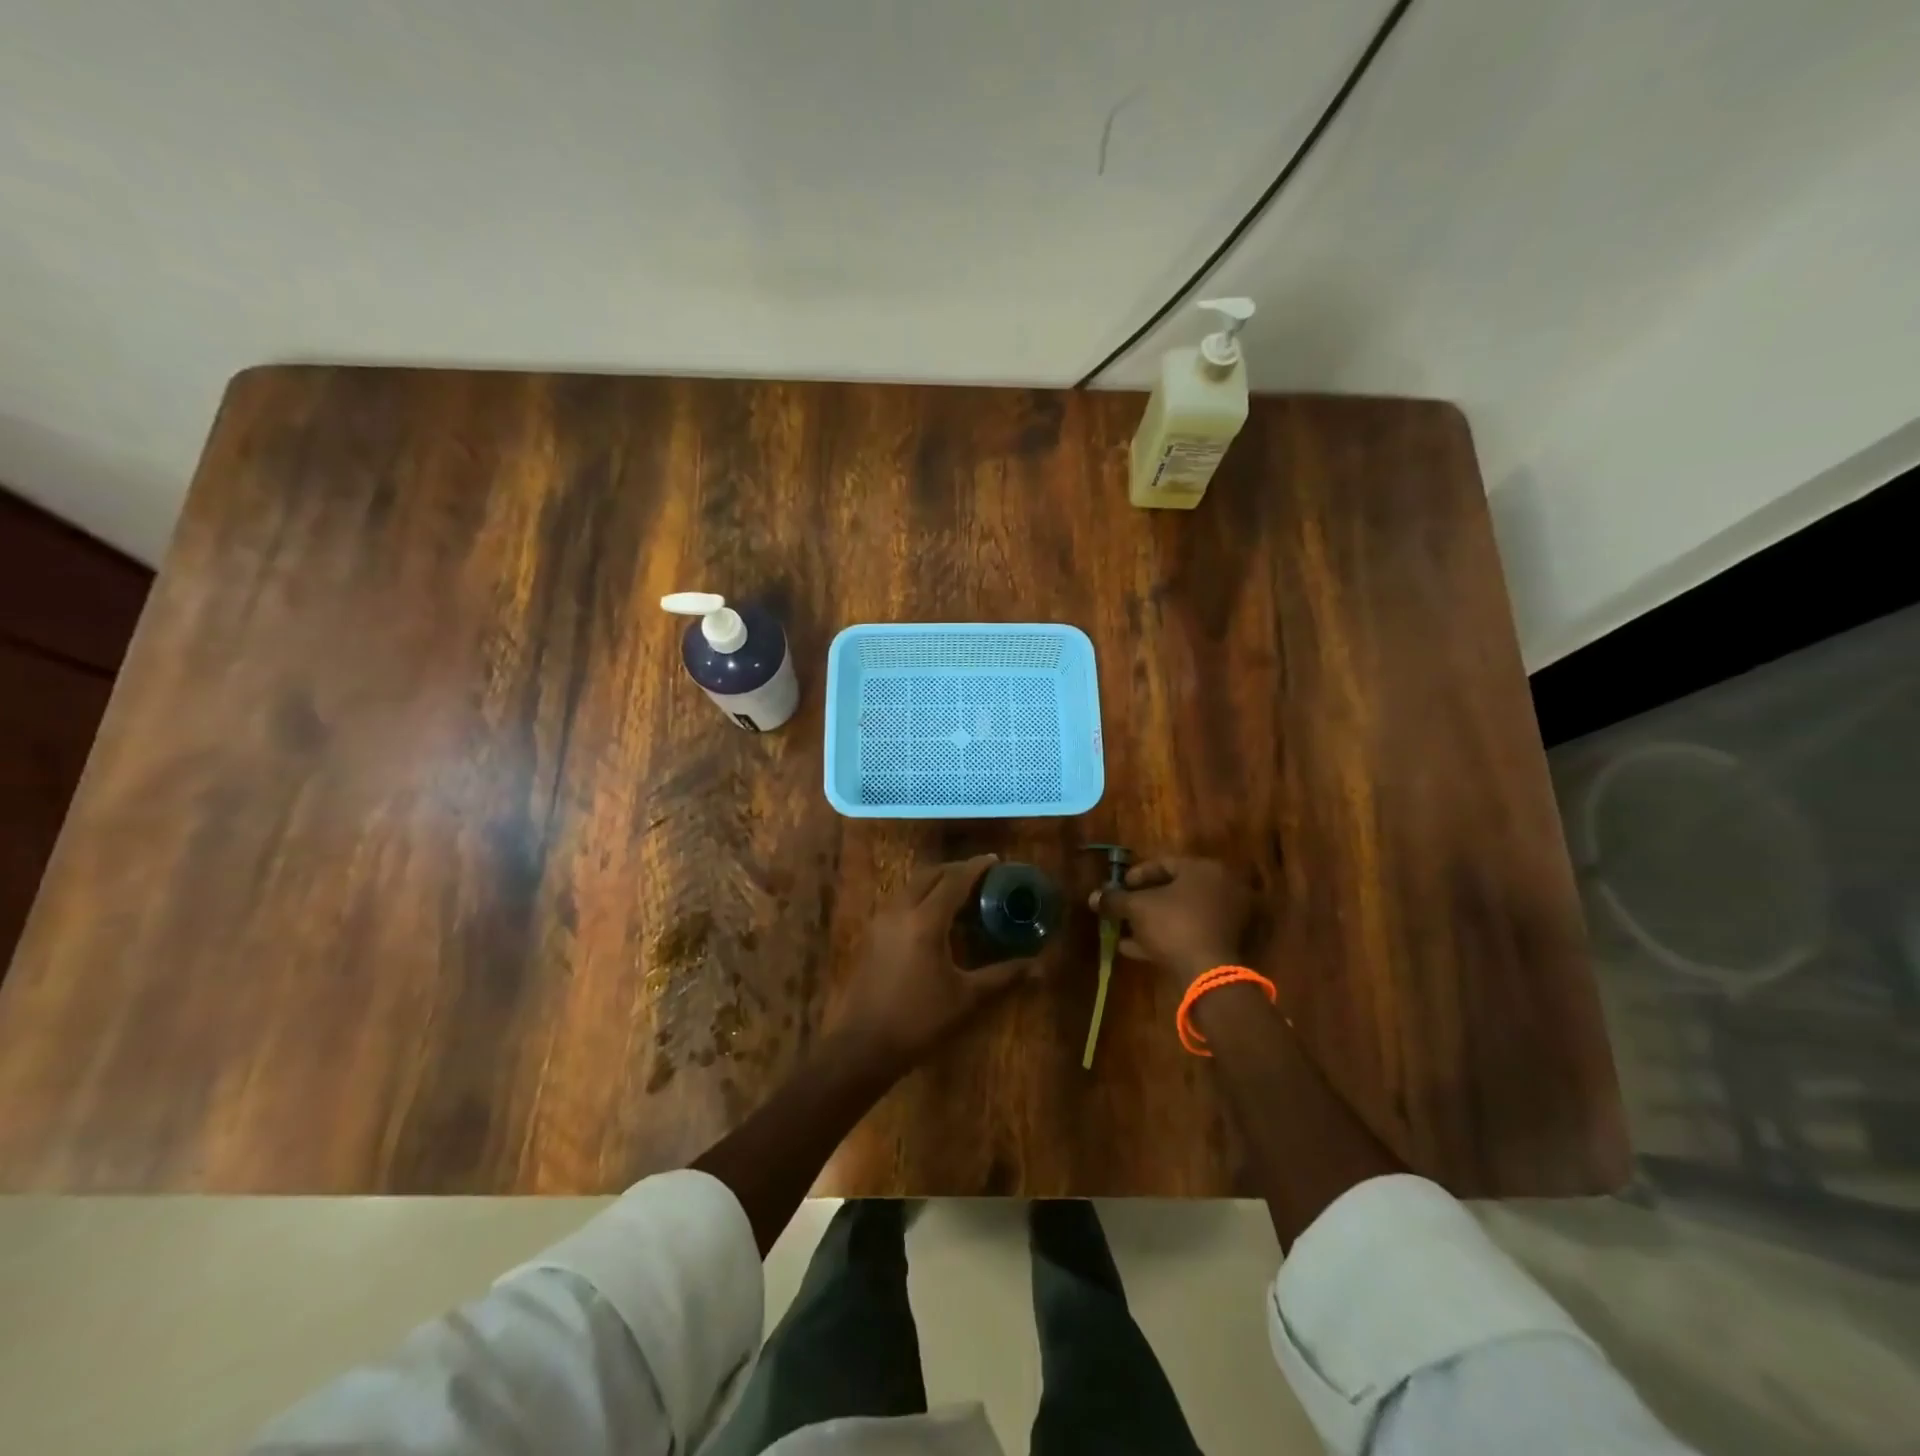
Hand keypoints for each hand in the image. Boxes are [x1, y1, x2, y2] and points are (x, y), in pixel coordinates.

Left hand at [832, 854, 1038, 1071]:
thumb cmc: (919, 1021)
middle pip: (929, 874)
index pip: (954, 880)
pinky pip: (900, 900)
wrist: (863, 1046)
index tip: (995, 860)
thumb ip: (1003, 976)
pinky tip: (934, 917)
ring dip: (936, 881)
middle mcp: (900, 910)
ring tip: (960, 893)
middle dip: (955, 869)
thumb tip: (1038, 967)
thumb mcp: (967, 999)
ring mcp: (881, 921)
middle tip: (980, 876)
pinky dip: (920, 896)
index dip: (976, 868)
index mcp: (926, 921)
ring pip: (911, 885)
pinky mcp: (871, 934)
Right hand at [1088, 855, 1251, 990]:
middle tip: (1123, 908)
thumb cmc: (1173, 925)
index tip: (1119, 886)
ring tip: (1125, 932)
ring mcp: (1226, 917)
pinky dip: (1167, 937)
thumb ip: (1114, 899)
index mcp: (1203, 869)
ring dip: (1153, 922)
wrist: (1208, 973)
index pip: (1164, 863)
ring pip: (1181, 914)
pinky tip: (1137, 949)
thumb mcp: (1137, 908)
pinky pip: (1190, 933)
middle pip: (1174, 889)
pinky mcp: (1225, 944)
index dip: (1136, 874)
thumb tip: (1093, 897)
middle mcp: (1220, 888)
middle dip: (1144, 900)